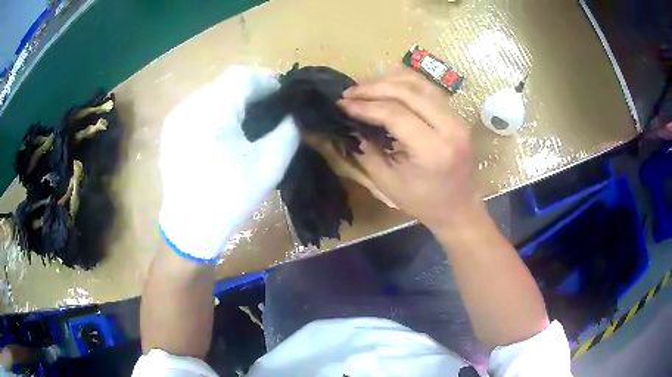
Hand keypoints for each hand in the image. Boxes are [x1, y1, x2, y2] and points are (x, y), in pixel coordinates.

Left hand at [159, 66, 299, 262]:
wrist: (190, 227)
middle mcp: (190, 106)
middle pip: (226, 83)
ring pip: (212, 94)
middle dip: (251, 91)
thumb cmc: (230, 197)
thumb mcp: (269, 165)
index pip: (243, 76)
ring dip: (234, 100)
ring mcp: (176, 118)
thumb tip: (292, 114)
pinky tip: (225, 131)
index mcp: (212, 111)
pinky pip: (198, 109)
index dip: (267, 80)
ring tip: (249, 121)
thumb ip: (288, 132)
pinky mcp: (171, 130)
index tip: (283, 96)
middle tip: (269, 109)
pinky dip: (217, 111)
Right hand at [339, 69, 479, 231]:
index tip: (342, 105)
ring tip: (364, 87)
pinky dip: (405, 84)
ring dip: (388, 81)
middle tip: (349, 92)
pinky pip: (429, 90)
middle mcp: (449, 127)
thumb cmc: (423, 203)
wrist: (459, 208)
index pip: (395, 114)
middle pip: (408, 92)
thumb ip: (368, 151)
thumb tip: (352, 124)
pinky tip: (386, 86)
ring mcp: (457, 119)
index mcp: (432, 149)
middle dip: (373, 88)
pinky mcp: (456, 116)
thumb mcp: (388, 182)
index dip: (365, 106)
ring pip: (420, 84)